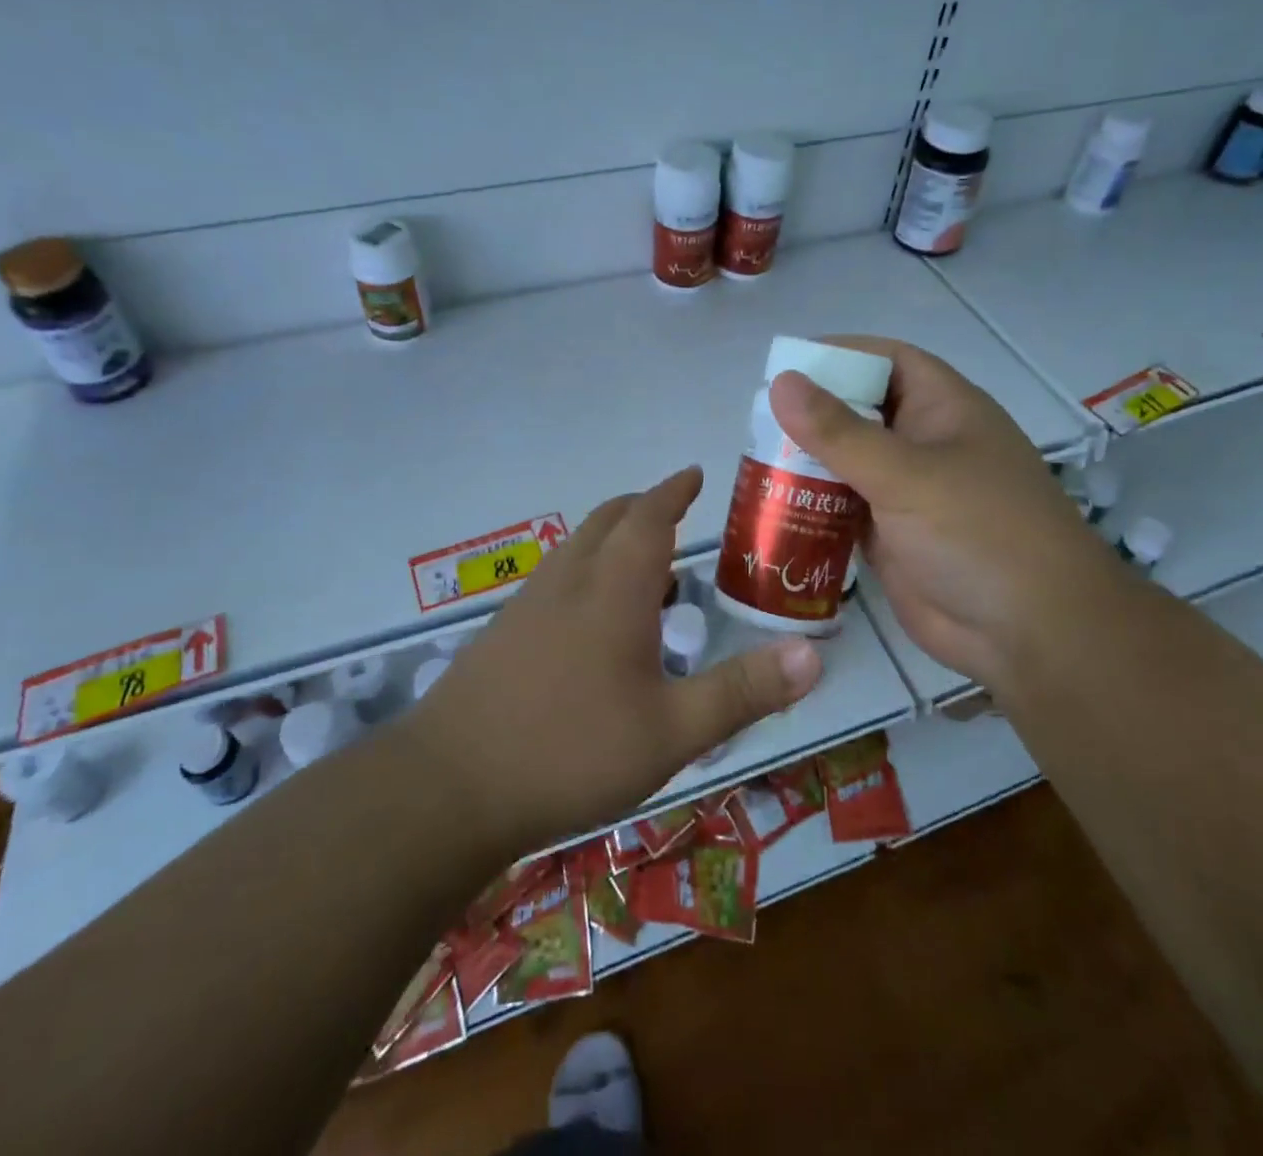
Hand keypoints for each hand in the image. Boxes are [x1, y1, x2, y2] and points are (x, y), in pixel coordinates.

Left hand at [405, 467, 822, 852]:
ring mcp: (528, 605)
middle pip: (608, 520)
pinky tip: (598, 624)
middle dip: (644, 508)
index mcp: (613, 589)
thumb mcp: (672, 731)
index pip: (648, 516)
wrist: (448, 788)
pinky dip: (589, 573)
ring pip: (578, 549)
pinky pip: (558, 579)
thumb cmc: (569, 751)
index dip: (674, 491)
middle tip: (677, 514)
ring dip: (614, 541)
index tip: (694, 474)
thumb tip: (814, 654)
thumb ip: (743, 691)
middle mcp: (568, 581)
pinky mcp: (504, 633)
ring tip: (650, 572)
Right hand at [770, 337, 1125, 691]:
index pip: (888, 360)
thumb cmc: (978, 533)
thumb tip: (780, 382)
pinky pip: (844, 508)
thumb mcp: (906, 474)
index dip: (840, 355)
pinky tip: (773, 508)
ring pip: (848, 463)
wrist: (1029, 633)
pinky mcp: (893, 536)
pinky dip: (813, 506)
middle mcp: (925, 444)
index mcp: (944, 409)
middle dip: (812, 414)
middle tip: (756, 421)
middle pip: (860, 412)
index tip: (786, 365)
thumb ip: (839, 432)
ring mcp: (909, 493)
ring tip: (752, 462)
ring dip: (807, 463)